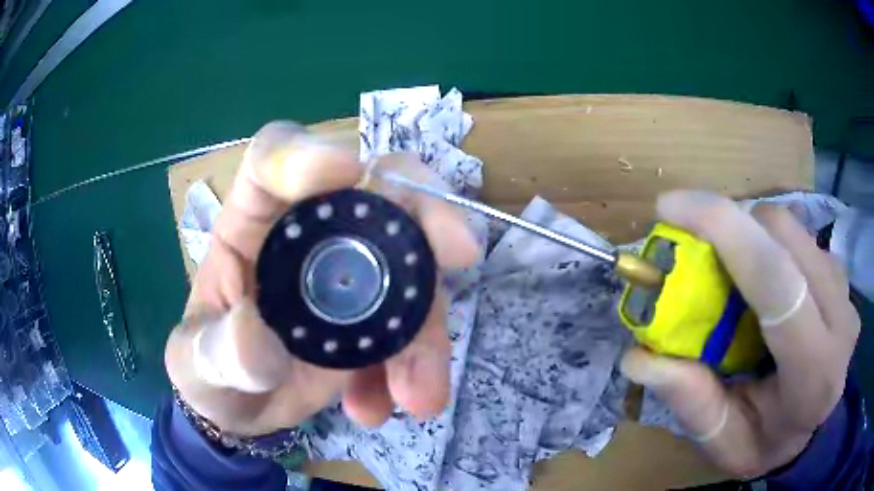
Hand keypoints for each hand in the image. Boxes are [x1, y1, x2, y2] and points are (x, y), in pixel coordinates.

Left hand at [165, 122, 478, 435]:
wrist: (241, 410)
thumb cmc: (208, 372)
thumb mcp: (197, 366)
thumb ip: (218, 352)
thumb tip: (256, 338)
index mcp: (250, 222)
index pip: (274, 160)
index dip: (308, 153)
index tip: (350, 172)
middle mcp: (310, 233)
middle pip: (377, 190)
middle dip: (421, 214)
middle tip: (459, 251)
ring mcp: (352, 273)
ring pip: (413, 267)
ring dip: (425, 329)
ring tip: (417, 394)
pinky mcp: (378, 315)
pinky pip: (416, 325)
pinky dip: (416, 365)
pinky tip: (385, 406)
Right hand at [620, 191, 860, 476]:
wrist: (813, 431)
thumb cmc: (769, 444)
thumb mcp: (725, 445)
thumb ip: (692, 404)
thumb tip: (639, 358)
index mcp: (814, 373)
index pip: (777, 282)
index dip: (725, 231)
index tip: (669, 209)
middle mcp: (840, 319)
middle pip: (783, 234)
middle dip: (733, 226)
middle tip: (695, 250)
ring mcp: (845, 290)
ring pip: (791, 226)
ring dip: (750, 234)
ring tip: (731, 275)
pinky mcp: (840, 273)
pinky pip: (799, 234)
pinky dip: (769, 242)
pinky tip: (761, 280)